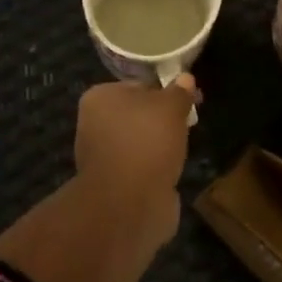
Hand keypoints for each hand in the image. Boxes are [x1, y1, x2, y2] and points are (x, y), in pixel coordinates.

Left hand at [73, 76, 198, 244]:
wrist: (129, 204)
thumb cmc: (146, 142)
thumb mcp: (171, 107)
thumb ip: (179, 92)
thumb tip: (185, 78)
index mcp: (99, 97)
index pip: (138, 85)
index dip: (166, 91)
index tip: (188, 100)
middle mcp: (93, 124)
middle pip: (137, 114)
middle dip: (162, 120)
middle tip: (187, 124)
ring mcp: (101, 157)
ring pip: (139, 142)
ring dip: (158, 146)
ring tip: (180, 150)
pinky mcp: (111, 185)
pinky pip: (139, 167)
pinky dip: (154, 169)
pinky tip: (169, 172)